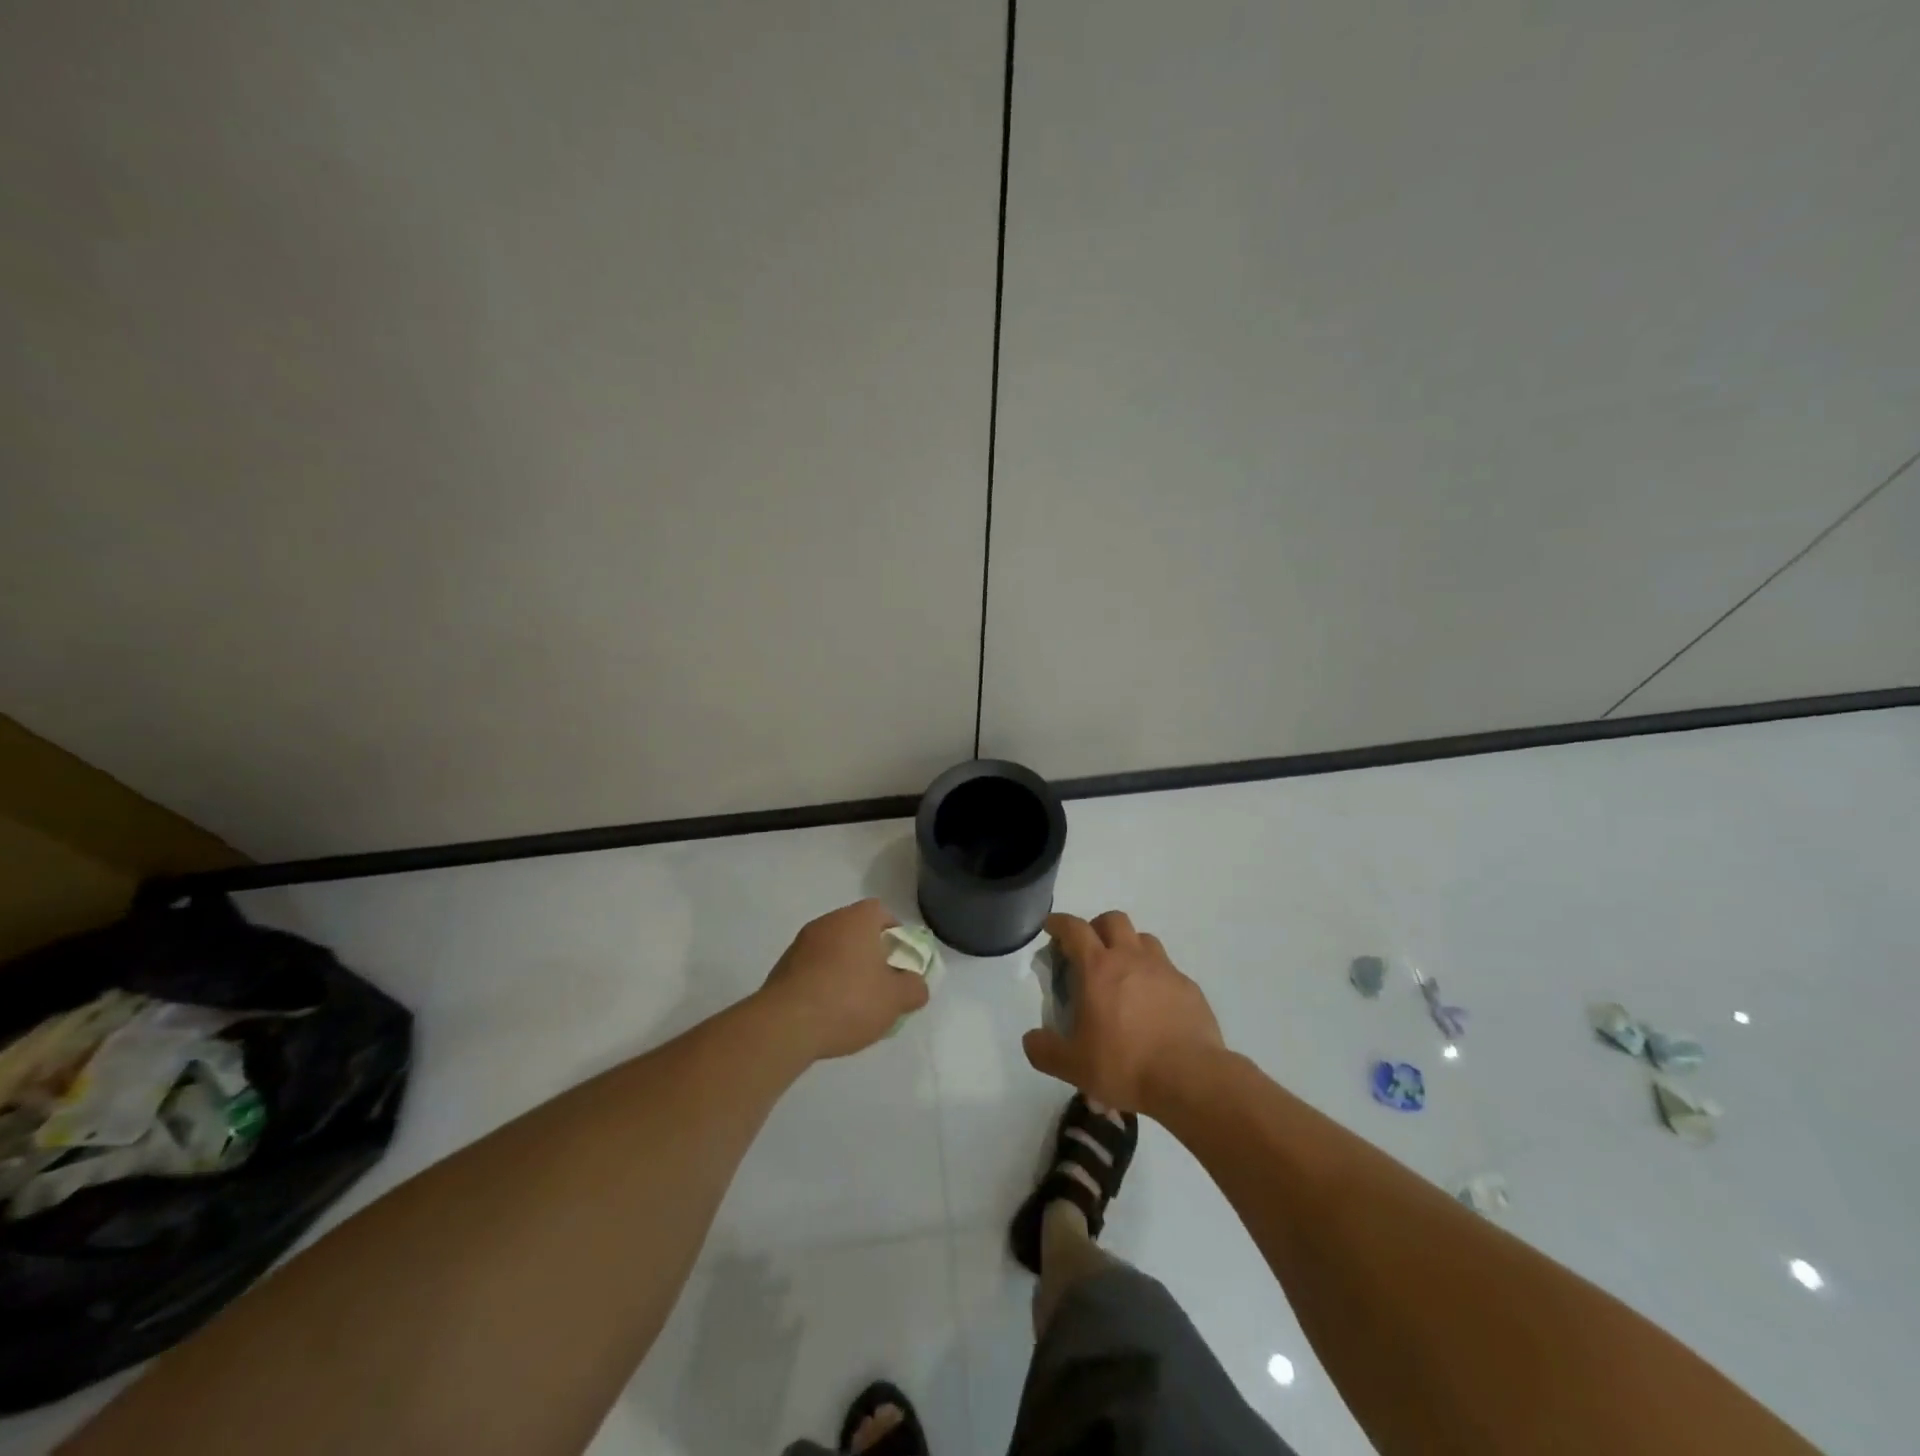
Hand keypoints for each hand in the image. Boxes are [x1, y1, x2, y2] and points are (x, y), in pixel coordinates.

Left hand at [759, 899, 930, 1060]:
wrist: (786, 1025)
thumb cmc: (849, 1001)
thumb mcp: (896, 999)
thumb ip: (914, 988)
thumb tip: (915, 984)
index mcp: (857, 919)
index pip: (881, 912)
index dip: (894, 934)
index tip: (899, 961)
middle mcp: (827, 922)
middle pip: (856, 932)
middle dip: (870, 955)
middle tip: (880, 985)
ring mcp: (800, 944)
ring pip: (833, 951)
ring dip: (844, 971)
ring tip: (853, 1006)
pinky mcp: (782, 968)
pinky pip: (812, 970)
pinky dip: (823, 984)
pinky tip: (827, 1014)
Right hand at [1022, 910, 1224, 1115]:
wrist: (1190, 1078)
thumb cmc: (1125, 1065)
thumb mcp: (1073, 1066)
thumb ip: (1045, 1050)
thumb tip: (1031, 1039)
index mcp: (1098, 968)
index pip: (1074, 929)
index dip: (1060, 923)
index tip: (1052, 927)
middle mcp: (1131, 958)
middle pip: (1113, 920)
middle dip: (1097, 927)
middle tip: (1090, 950)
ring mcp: (1164, 970)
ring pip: (1143, 939)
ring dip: (1129, 946)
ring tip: (1123, 973)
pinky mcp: (1188, 987)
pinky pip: (1167, 969)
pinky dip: (1155, 976)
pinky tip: (1153, 1004)